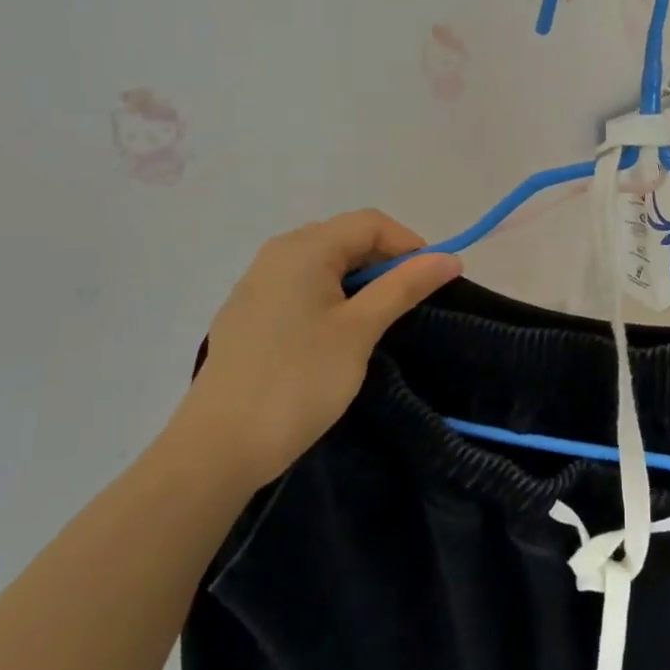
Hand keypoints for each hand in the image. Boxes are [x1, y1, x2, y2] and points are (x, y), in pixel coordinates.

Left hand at [171, 211, 461, 483]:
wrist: (220, 447)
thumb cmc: (299, 380)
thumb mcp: (360, 330)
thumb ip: (403, 287)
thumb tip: (449, 258)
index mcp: (303, 249)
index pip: (369, 223)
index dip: (409, 244)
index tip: (432, 283)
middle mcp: (276, 255)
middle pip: (344, 237)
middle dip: (384, 261)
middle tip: (408, 303)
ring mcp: (256, 286)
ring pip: (322, 265)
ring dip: (358, 282)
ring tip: (377, 322)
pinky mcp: (248, 316)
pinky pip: (300, 289)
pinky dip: (329, 299)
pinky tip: (335, 337)